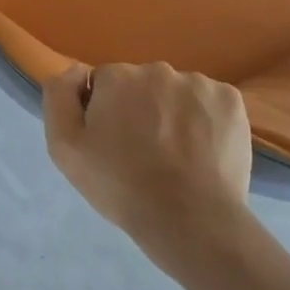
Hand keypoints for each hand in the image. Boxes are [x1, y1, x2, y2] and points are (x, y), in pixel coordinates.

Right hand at [43, 62, 254, 259]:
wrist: (191, 220)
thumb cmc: (120, 185)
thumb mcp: (65, 147)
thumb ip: (59, 96)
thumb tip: (76, 69)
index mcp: (117, 76)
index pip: (103, 83)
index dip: (104, 113)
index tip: (112, 144)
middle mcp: (157, 69)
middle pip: (140, 84)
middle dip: (139, 108)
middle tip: (143, 152)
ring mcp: (198, 83)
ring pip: (176, 92)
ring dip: (172, 113)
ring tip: (175, 156)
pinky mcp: (231, 100)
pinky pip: (208, 102)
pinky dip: (204, 119)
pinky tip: (201, 150)